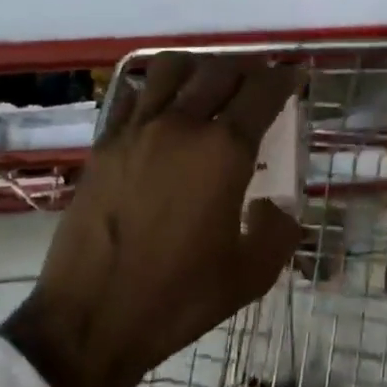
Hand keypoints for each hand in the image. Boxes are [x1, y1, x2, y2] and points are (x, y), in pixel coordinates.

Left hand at [1, 54, 302, 386]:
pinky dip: (157, 89)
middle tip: (260, 79)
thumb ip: (278, 231)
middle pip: (221, 70)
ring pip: (173, 68)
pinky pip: (135, 95)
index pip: (263, 92)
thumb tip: (274, 207)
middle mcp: (182, 125)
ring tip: (210, 83)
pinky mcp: (105, 144)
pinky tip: (163, 109)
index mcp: (223, 151)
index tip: (296, 75)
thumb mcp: (251, 275)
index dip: (285, 78)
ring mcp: (138, 130)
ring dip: (200, 67)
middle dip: (249, 68)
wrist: (89, 320)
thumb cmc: (178, 298)